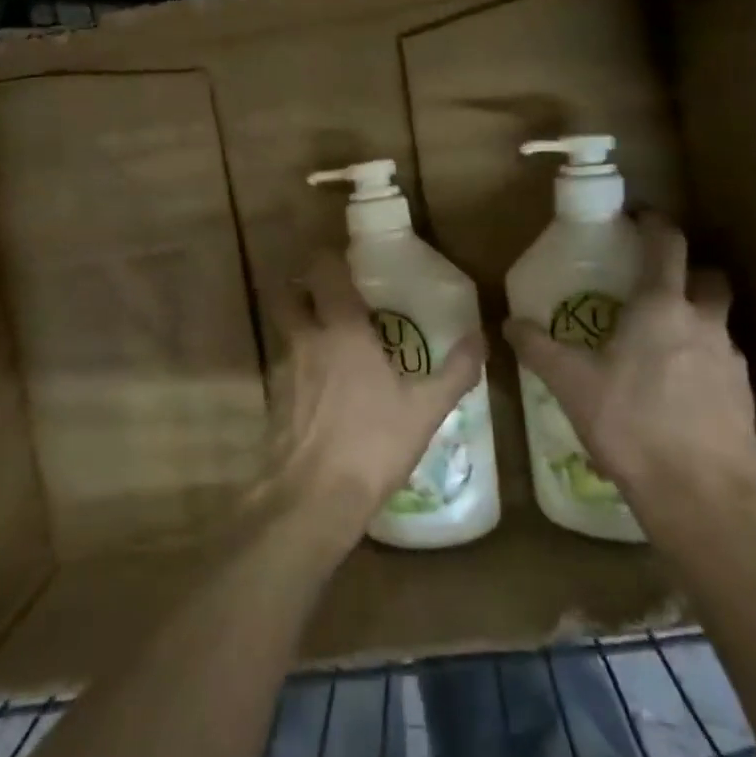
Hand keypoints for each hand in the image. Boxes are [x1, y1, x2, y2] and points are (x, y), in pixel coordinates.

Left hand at [266, 252, 486, 545]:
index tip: (347, 260)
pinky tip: (323, 386)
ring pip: (284, 329)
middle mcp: (306, 339)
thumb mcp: (425, 409)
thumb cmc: (372, 443)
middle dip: (302, 286)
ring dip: (300, 324)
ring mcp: (284, 369)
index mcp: (342, 329)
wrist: (312, 497)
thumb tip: (481, 338)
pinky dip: (299, 363)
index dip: (329, 258)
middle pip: (288, 293)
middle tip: (330, 294)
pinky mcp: (274, 399)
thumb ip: (455, 371)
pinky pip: (284, 365)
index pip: (323, 271)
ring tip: (332, 339)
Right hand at [504, 214, 755, 544]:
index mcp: (661, 307)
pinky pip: (725, 361)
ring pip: (719, 320)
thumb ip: (539, 348)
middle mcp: (704, 323)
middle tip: (656, 286)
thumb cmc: (630, 425)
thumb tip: (508, 324)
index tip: (640, 218)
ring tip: (663, 344)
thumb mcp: (572, 385)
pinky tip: (681, 390)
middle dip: (688, 272)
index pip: (667, 245)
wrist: (700, 496)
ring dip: (696, 319)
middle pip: (708, 277)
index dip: (655, 225)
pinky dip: (705, 360)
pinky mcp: (746, 396)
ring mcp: (732, 359)